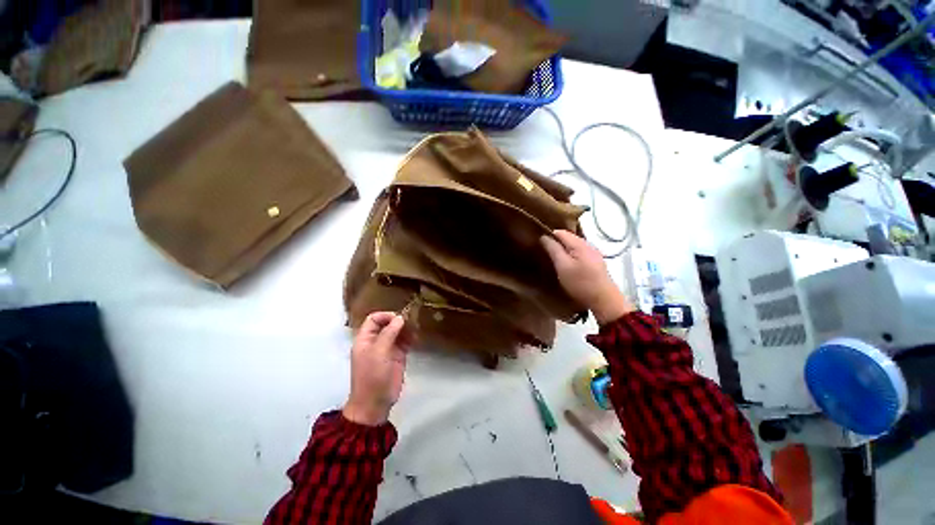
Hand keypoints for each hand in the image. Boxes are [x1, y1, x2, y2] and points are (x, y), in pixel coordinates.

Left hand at [343, 312, 413, 425]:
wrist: (375, 403)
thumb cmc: (372, 376)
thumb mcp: (379, 352)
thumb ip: (389, 333)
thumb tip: (400, 317)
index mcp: (365, 339)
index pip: (373, 319)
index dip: (385, 316)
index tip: (399, 318)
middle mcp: (376, 341)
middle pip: (387, 324)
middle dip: (398, 321)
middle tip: (411, 322)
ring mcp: (387, 349)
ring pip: (397, 332)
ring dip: (406, 329)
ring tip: (415, 328)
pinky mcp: (397, 356)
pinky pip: (404, 342)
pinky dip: (410, 338)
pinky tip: (416, 337)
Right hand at [540, 230, 632, 324]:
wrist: (604, 300)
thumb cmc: (580, 283)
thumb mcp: (563, 266)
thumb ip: (553, 250)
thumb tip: (544, 237)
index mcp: (580, 244)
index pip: (561, 232)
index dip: (549, 235)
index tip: (538, 244)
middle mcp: (588, 245)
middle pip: (569, 238)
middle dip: (556, 242)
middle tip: (544, 252)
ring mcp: (594, 254)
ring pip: (574, 247)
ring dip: (564, 250)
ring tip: (553, 258)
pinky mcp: (596, 264)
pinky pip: (580, 254)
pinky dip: (571, 256)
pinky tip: (567, 265)